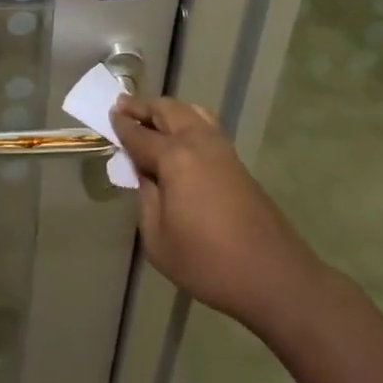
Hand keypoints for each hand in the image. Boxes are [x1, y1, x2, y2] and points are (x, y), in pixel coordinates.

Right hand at [112, 96, 328, 332]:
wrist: (273, 276)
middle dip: (143, 107)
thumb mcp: (158, 239)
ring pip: (190, 112)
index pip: (139, 134)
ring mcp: (222, 149)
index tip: (108, 115)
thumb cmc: (208, 262)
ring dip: (167, 110)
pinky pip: (205, 125)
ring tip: (150, 117)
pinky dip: (186, 120)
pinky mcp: (237, 162)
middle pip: (167, 111)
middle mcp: (198, 142)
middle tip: (123, 106)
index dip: (121, 125)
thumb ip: (146, 199)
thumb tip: (146, 175)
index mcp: (175, 158)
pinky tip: (180, 136)